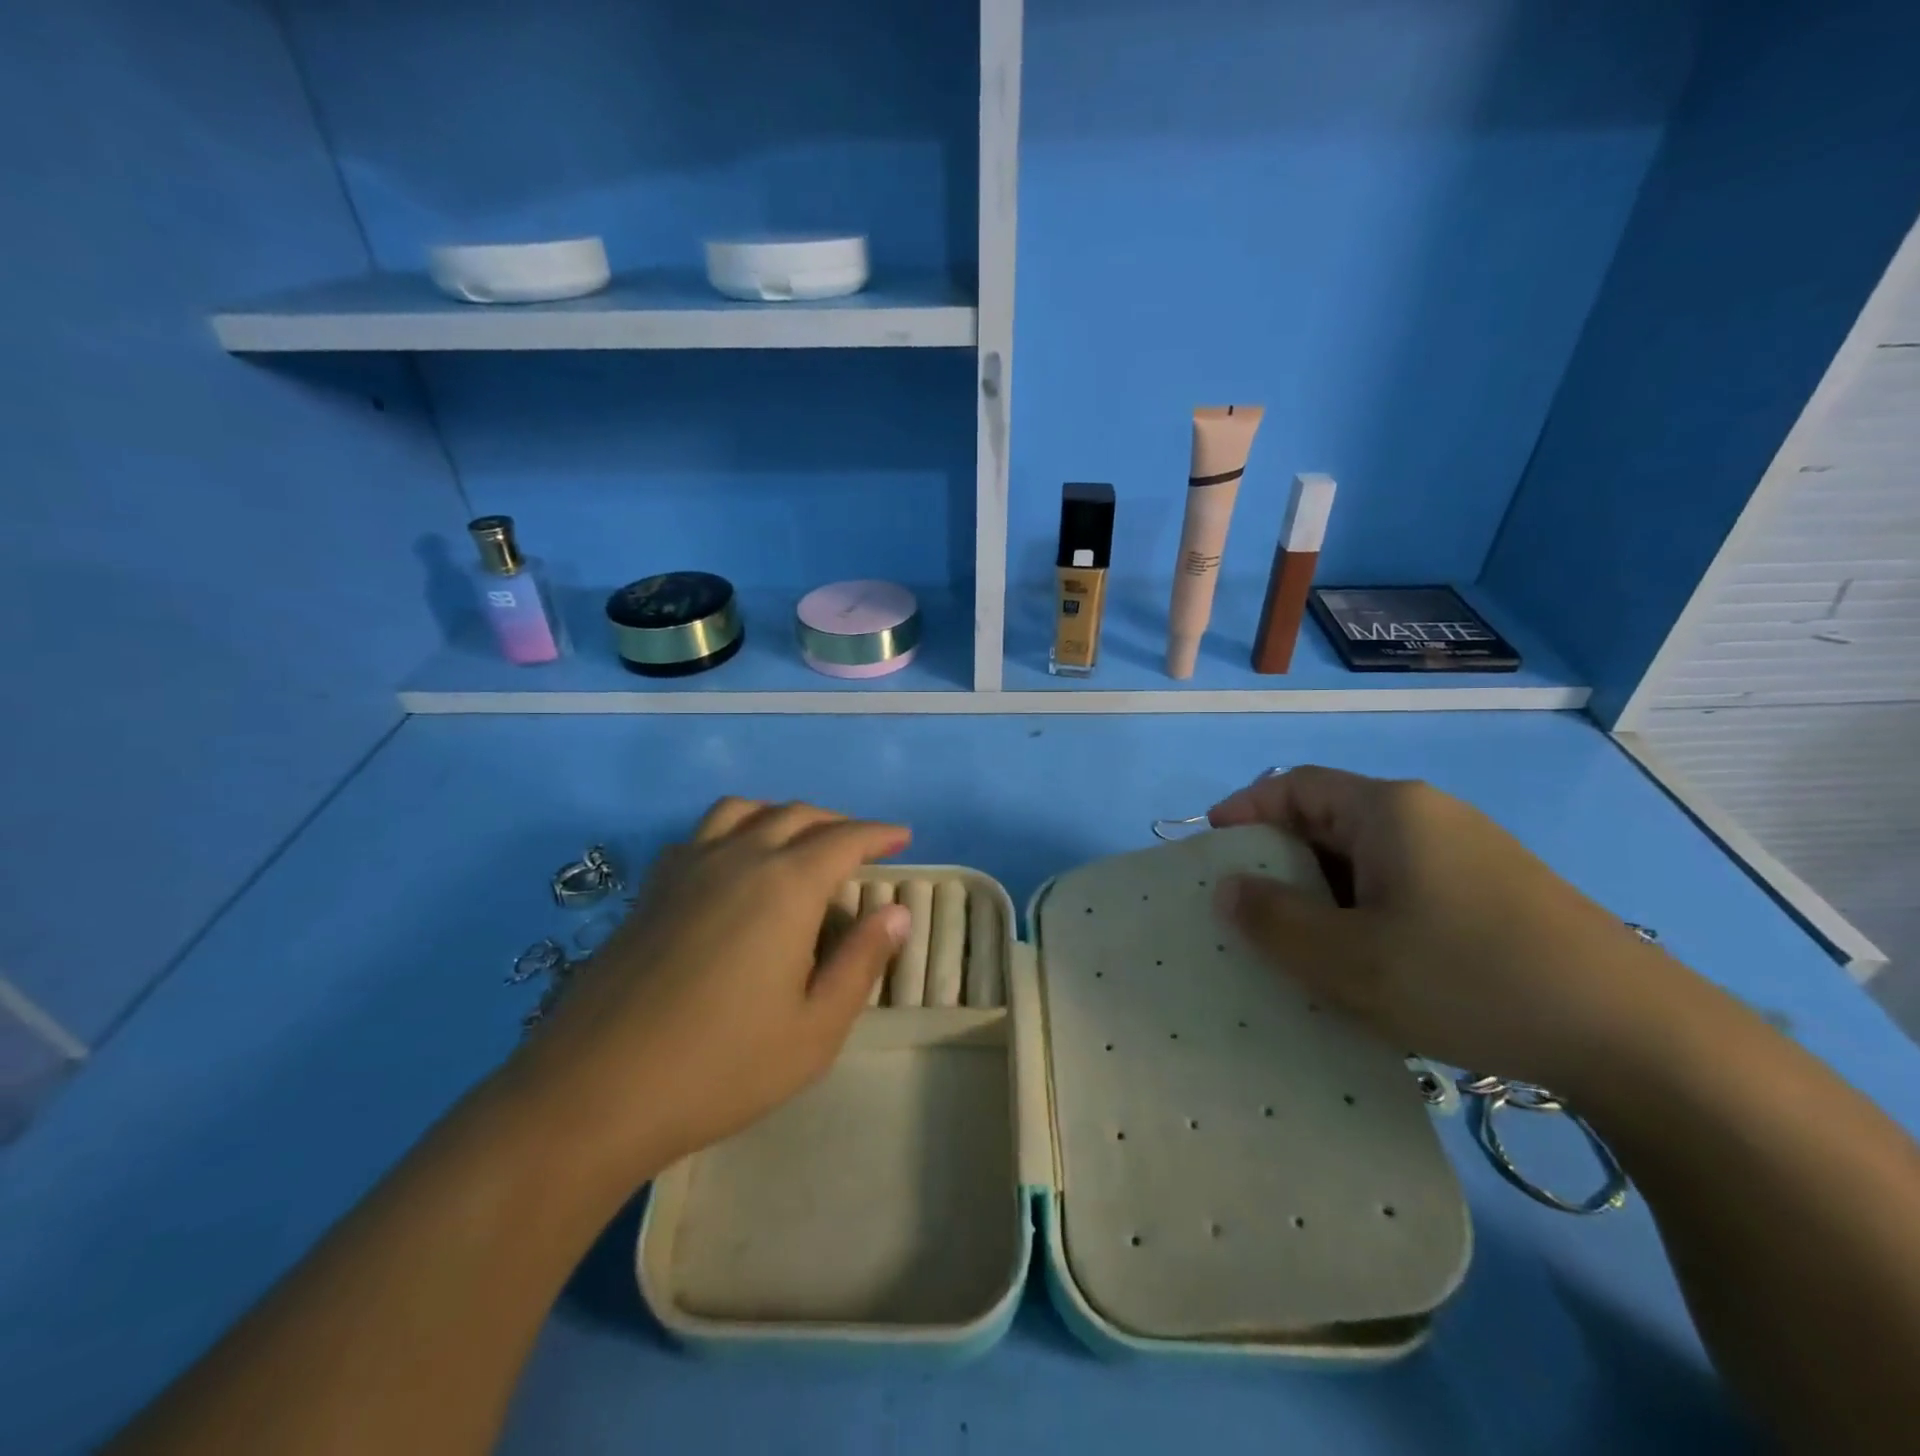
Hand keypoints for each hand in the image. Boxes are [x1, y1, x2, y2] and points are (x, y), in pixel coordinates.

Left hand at [509, 799, 911, 1180]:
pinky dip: (734, 830)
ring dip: (782, 814)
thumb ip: (861, 962)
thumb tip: (896, 912)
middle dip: (837, 822)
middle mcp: (738, 858)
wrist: (594, 1092)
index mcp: (786, 886)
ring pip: (744, 811)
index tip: (902, 837)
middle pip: (797, 815)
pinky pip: (702, 833)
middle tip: (861, 845)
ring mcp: (687, 869)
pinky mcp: (651, 889)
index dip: (879, 834)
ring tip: (799, 841)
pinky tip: (734, 864)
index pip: (845, 839)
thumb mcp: (815, 1029)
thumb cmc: (721, 1067)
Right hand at [1208, 766, 1686, 1097]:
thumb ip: (1273, 920)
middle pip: (1331, 818)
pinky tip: (1370, 961)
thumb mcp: (1347, 959)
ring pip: (1369, 858)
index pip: (1296, 786)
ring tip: (1302, 942)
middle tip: (1249, 906)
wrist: (1638, 1036)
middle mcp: (1429, 815)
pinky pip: (1406, 884)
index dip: (1247, 808)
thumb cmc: (1466, 977)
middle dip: (1282, 858)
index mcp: (1389, 810)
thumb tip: (1228, 889)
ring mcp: (1470, 853)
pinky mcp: (1498, 892)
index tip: (1212, 845)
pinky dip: (1368, 910)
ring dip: (1325, 891)